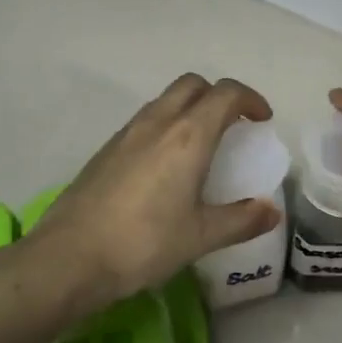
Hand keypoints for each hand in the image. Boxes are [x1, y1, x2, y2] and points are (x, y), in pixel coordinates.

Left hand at [28, 74, 282, 308]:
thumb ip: (241, 219)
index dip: (250, 99)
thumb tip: (272, 210)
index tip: (262, 120)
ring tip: (201, 145)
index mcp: (188, 136)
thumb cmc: (144, 243)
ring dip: (189, 109)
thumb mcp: (201, 236)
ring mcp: (126, 133)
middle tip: (233, 126)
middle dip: (218, 96)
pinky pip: (144, 121)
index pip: (226, 94)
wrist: (69, 257)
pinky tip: (165, 167)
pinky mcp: (105, 150)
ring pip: (165, 100)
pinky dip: (165, 127)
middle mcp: (158, 122)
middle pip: (193, 85)